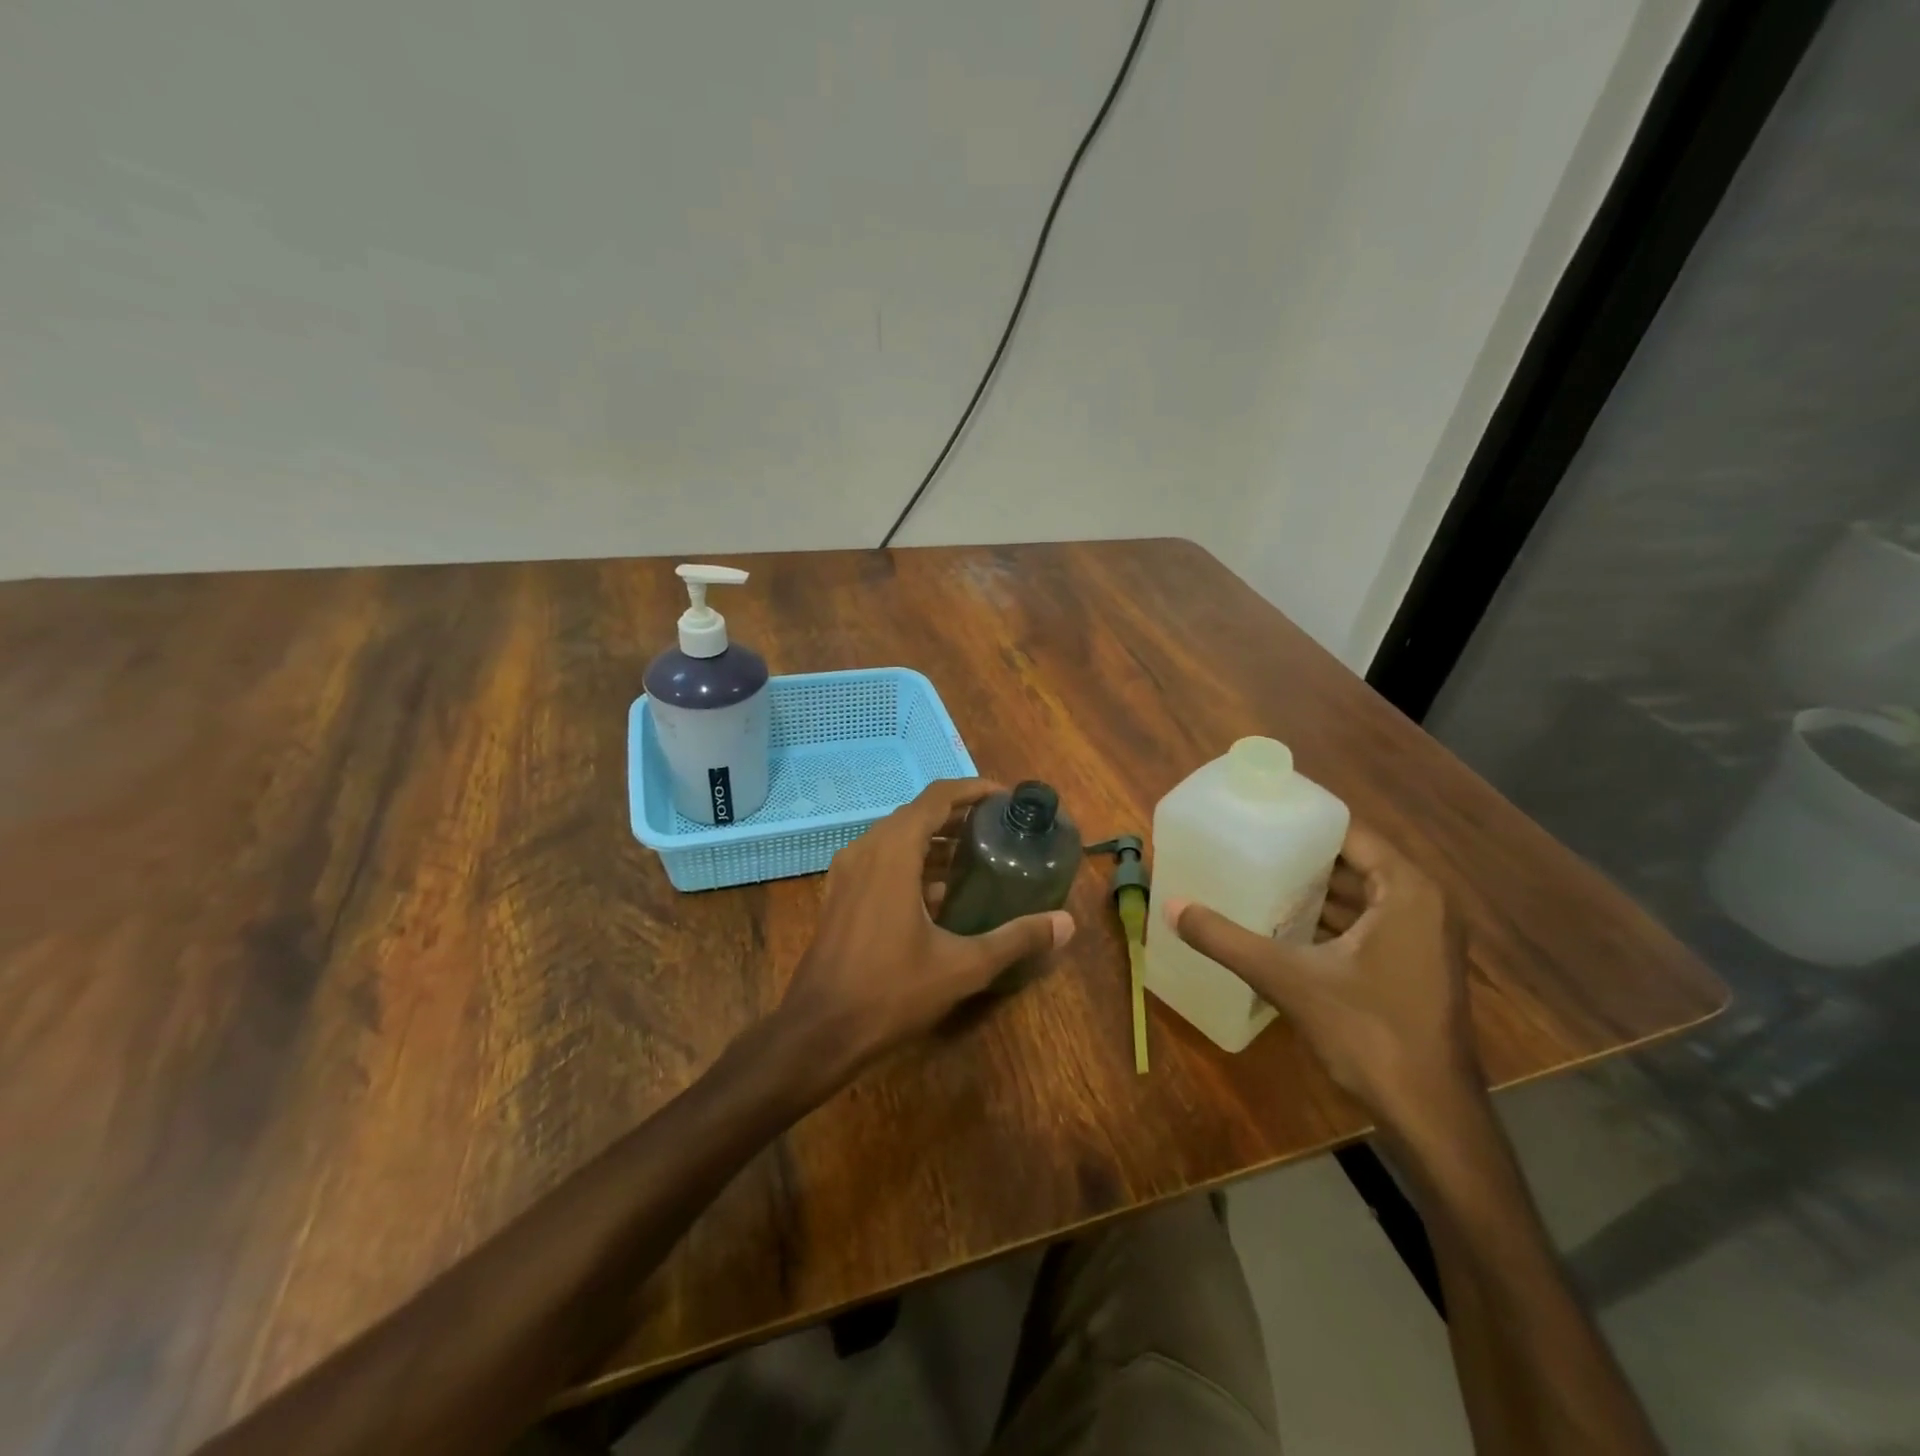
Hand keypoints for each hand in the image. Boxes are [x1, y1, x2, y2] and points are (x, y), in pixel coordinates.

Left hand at [777, 779, 1075, 1081]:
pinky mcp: (840, 894)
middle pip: (917, 813)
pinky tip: (940, 893)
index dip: (973, 790)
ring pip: (897, 837)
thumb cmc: (890, 992)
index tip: (1006, 799)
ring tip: (977, 855)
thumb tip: (1067, 923)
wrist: (818, 1031)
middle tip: (999, 828)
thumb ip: (1016, 938)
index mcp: (893, 852)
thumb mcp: (962, 966)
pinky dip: (912, 861)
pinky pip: (881, 860)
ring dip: (935, 839)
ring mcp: (847, 871)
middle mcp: (866, 849)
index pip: (937, 797)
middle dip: (959, 815)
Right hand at [1163, 823, 1479, 1132]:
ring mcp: (1424, 939)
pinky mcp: (1415, 968)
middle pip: (1353, 863)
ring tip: (1256, 878)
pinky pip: (1368, 925)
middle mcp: (1424, 905)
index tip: (1257, 815)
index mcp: (1407, 891)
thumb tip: (1171, 907)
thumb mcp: (1289, 979)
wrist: (1432, 1117)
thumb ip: (1227, 940)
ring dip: (1314, 891)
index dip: (1302, 822)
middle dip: (1301, 856)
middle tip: (1247, 845)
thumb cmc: (1370, 1033)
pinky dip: (1330, 921)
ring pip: (1360, 897)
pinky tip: (1283, 926)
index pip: (1350, 833)